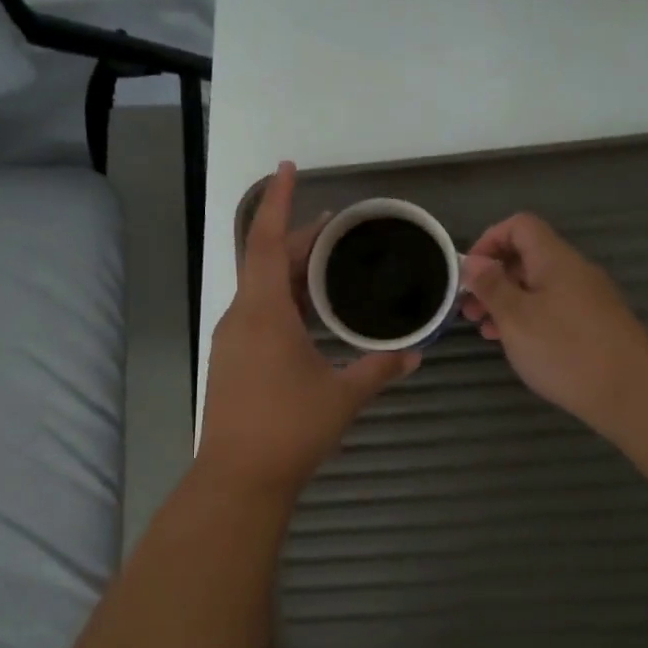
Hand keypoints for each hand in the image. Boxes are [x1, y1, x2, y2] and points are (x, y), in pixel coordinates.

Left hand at [198, 162, 418, 495]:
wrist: (238, 480)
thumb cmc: (290, 429)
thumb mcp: (343, 395)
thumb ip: (380, 369)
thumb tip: (415, 354)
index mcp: (264, 312)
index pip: (270, 242)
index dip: (279, 202)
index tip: (287, 167)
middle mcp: (242, 317)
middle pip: (268, 262)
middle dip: (302, 239)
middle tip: (339, 227)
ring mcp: (232, 340)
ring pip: (262, 289)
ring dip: (293, 271)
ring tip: (329, 263)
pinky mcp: (232, 361)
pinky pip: (258, 313)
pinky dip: (284, 299)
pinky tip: (310, 312)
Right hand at [461, 213, 647, 428]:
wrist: (631, 391)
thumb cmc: (565, 349)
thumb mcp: (516, 317)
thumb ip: (491, 286)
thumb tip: (473, 262)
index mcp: (555, 259)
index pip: (519, 226)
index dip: (489, 240)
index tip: (469, 273)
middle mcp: (573, 271)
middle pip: (527, 256)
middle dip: (493, 278)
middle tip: (468, 309)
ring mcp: (587, 298)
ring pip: (538, 287)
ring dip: (507, 302)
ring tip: (485, 331)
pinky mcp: (593, 324)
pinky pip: (552, 309)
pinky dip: (528, 318)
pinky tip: (515, 344)